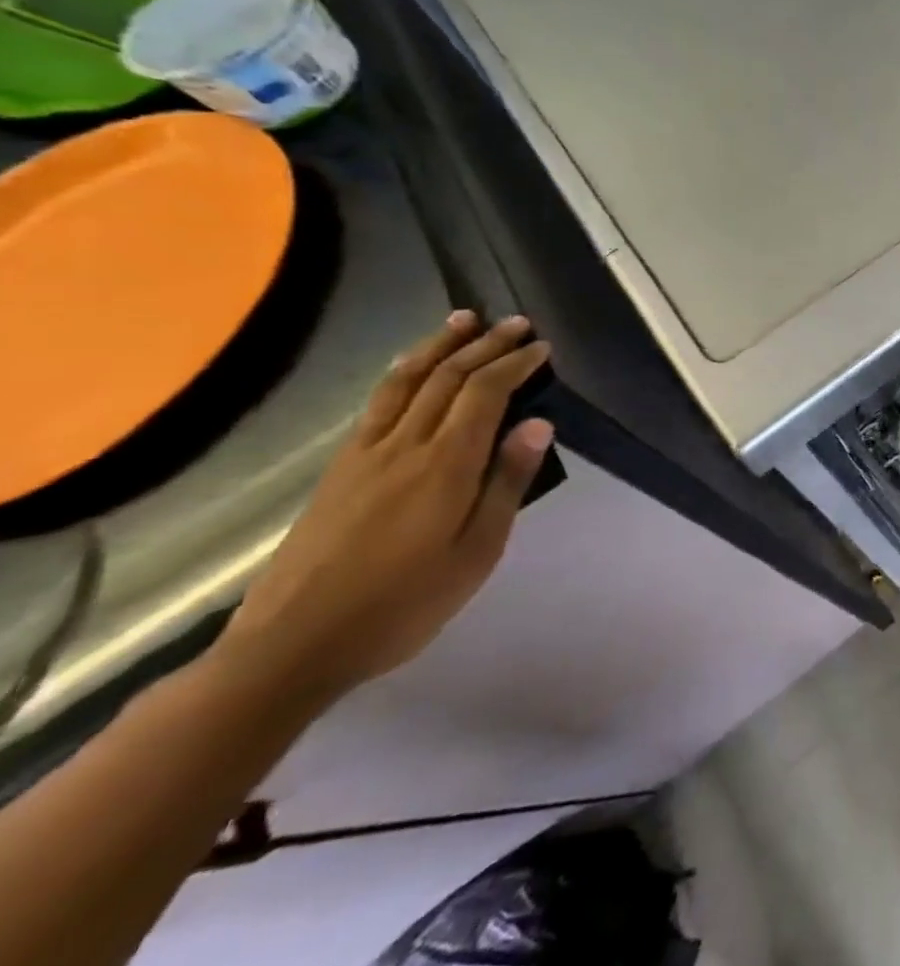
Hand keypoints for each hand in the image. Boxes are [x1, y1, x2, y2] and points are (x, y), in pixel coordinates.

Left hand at [216, 311, 553, 701]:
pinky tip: (411, 367)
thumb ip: (507, 483)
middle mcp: (405, 444)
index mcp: (445, 465)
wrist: (292, 645)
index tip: (542, 347)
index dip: (515, 363)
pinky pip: (377, 402)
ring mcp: (366, 453)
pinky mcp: (340, 468)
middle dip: (486, 344)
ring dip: (439, 345)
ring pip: (407, 380)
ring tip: (464, 320)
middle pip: (448, 377)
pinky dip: (403, 372)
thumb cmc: (403, 604)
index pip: (485, 393)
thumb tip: (538, 424)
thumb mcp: (476, 552)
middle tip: (516, 323)